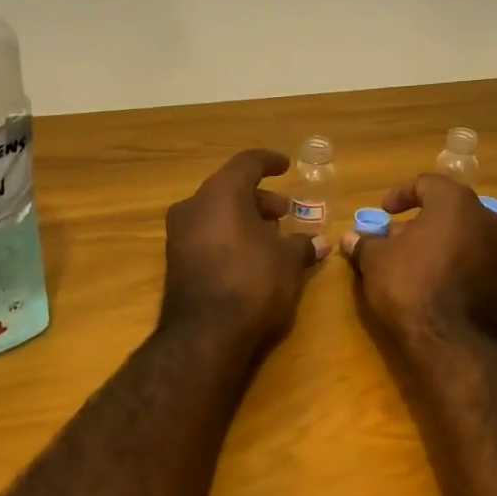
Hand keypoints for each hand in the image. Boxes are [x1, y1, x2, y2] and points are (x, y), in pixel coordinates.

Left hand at [159, 149, 329, 347]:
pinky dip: (228, 235)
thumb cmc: (253, 282)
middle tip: (284, 212)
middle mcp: (194, 206)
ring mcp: (179, 234)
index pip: (247, 163)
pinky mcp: (175, 260)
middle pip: (230, 188)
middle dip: (260, 198)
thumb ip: (303, 245)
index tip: (285, 166)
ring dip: (244, 218)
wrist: (205, 334)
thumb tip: (321, 242)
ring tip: (271, 236)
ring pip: (216, 212)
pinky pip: (206, 234)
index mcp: (221, 193)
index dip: (269, 161)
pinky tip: (250, 256)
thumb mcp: (288, 262)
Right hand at [344, 175, 496, 345]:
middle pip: (448, 209)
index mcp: (456, 203)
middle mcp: (486, 219)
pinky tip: (430, 283)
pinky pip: (472, 260)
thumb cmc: (411, 286)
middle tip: (394, 238)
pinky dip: (451, 262)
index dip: (400, 194)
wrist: (454, 343)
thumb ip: (365, 243)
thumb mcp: (376, 261)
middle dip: (418, 221)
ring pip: (463, 235)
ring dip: (436, 242)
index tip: (383, 212)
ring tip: (409, 262)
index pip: (427, 183)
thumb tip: (351, 238)